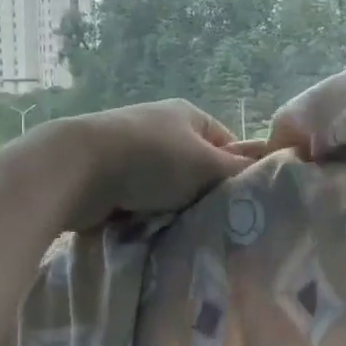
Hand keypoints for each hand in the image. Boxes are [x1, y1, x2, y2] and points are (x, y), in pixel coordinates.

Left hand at [36, 100, 254, 229]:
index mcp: (188, 115)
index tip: (240, 201)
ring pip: (168, 187)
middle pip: (196, 167)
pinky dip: (146, 214)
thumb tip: (269, 170)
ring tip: (182, 229)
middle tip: (215, 221)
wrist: (77, 169)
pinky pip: (140, 199)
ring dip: (174, 208)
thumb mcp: (206, 165)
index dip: (236, 171)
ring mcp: (132, 151)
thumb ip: (238, 170)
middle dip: (203, 194)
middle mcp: (161, 128)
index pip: (227, 143)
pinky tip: (151, 230)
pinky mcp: (109, 175)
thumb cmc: (151, 160)